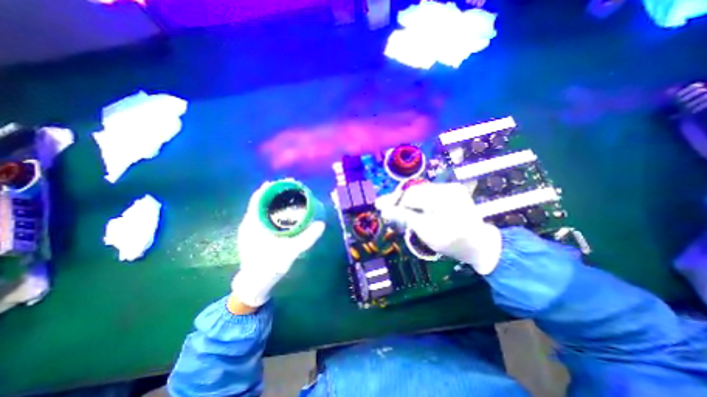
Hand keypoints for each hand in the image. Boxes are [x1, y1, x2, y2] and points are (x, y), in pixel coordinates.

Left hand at [229, 182, 324, 308]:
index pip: (258, 198)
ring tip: (291, 196)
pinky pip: (263, 216)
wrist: (255, 283)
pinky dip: (273, 210)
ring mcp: (251, 228)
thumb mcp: (289, 253)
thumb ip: (306, 239)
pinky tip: (284, 212)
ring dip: (274, 200)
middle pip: (261, 200)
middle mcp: (249, 222)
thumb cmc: (268, 268)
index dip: (271, 188)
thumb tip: (321, 224)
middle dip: (276, 192)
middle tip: (293, 189)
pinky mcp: (255, 233)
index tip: (286, 182)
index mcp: (253, 224)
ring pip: (262, 208)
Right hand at [375, 181, 501, 272]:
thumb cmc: (453, 242)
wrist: (480, 245)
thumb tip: (384, 210)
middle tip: (383, 207)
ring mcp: (450, 188)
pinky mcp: (450, 192)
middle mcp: (446, 187)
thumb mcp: (426, 231)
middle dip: (399, 200)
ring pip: (420, 192)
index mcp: (443, 196)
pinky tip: (409, 208)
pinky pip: (427, 195)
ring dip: (407, 201)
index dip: (394, 201)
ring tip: (394, 209)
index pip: (410, 195)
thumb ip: (404, 218)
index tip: (379, 206)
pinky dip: (417, 202)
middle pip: (414, 191)